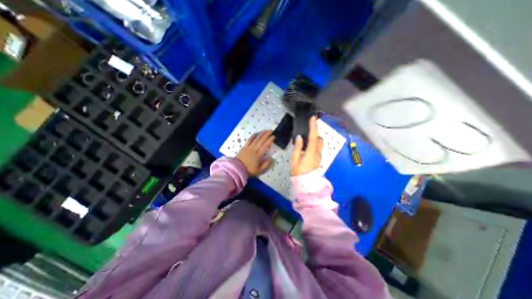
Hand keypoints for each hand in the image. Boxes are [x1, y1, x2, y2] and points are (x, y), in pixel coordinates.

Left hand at [238, 129, 276, 175]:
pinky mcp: (244, 147)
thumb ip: (266, 165)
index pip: (265, 146)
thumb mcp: (259, 170)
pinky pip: (249, 140)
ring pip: (256, 139)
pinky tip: (256, 133)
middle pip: (261, 141)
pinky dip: (253, 136)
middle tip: (271, 131)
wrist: (237, 169)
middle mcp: (254, 149)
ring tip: (265, 130)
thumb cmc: (249, 170)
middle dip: (266, 135)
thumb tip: (272, 159)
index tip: (273, 136)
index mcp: (258, 155)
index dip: (269, 140)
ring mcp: (249, 147)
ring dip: (261, 134)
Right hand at [293, 116, 320, 175]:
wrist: (306, 183)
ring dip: (315, 136)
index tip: (313, 118)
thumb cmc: (298, 172)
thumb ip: (297, 148)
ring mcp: (318, 155)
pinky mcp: (318, 158)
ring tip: (308, 132)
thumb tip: (299, 137)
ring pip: (319, 143)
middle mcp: (317, 152)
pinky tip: (308, 142)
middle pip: (318, 138)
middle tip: (310, 124)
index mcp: (311, 152)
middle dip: (315, 130)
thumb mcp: (295, 160)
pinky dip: (315, 142)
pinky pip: (317, 147)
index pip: (313, 136)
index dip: (313, 127)